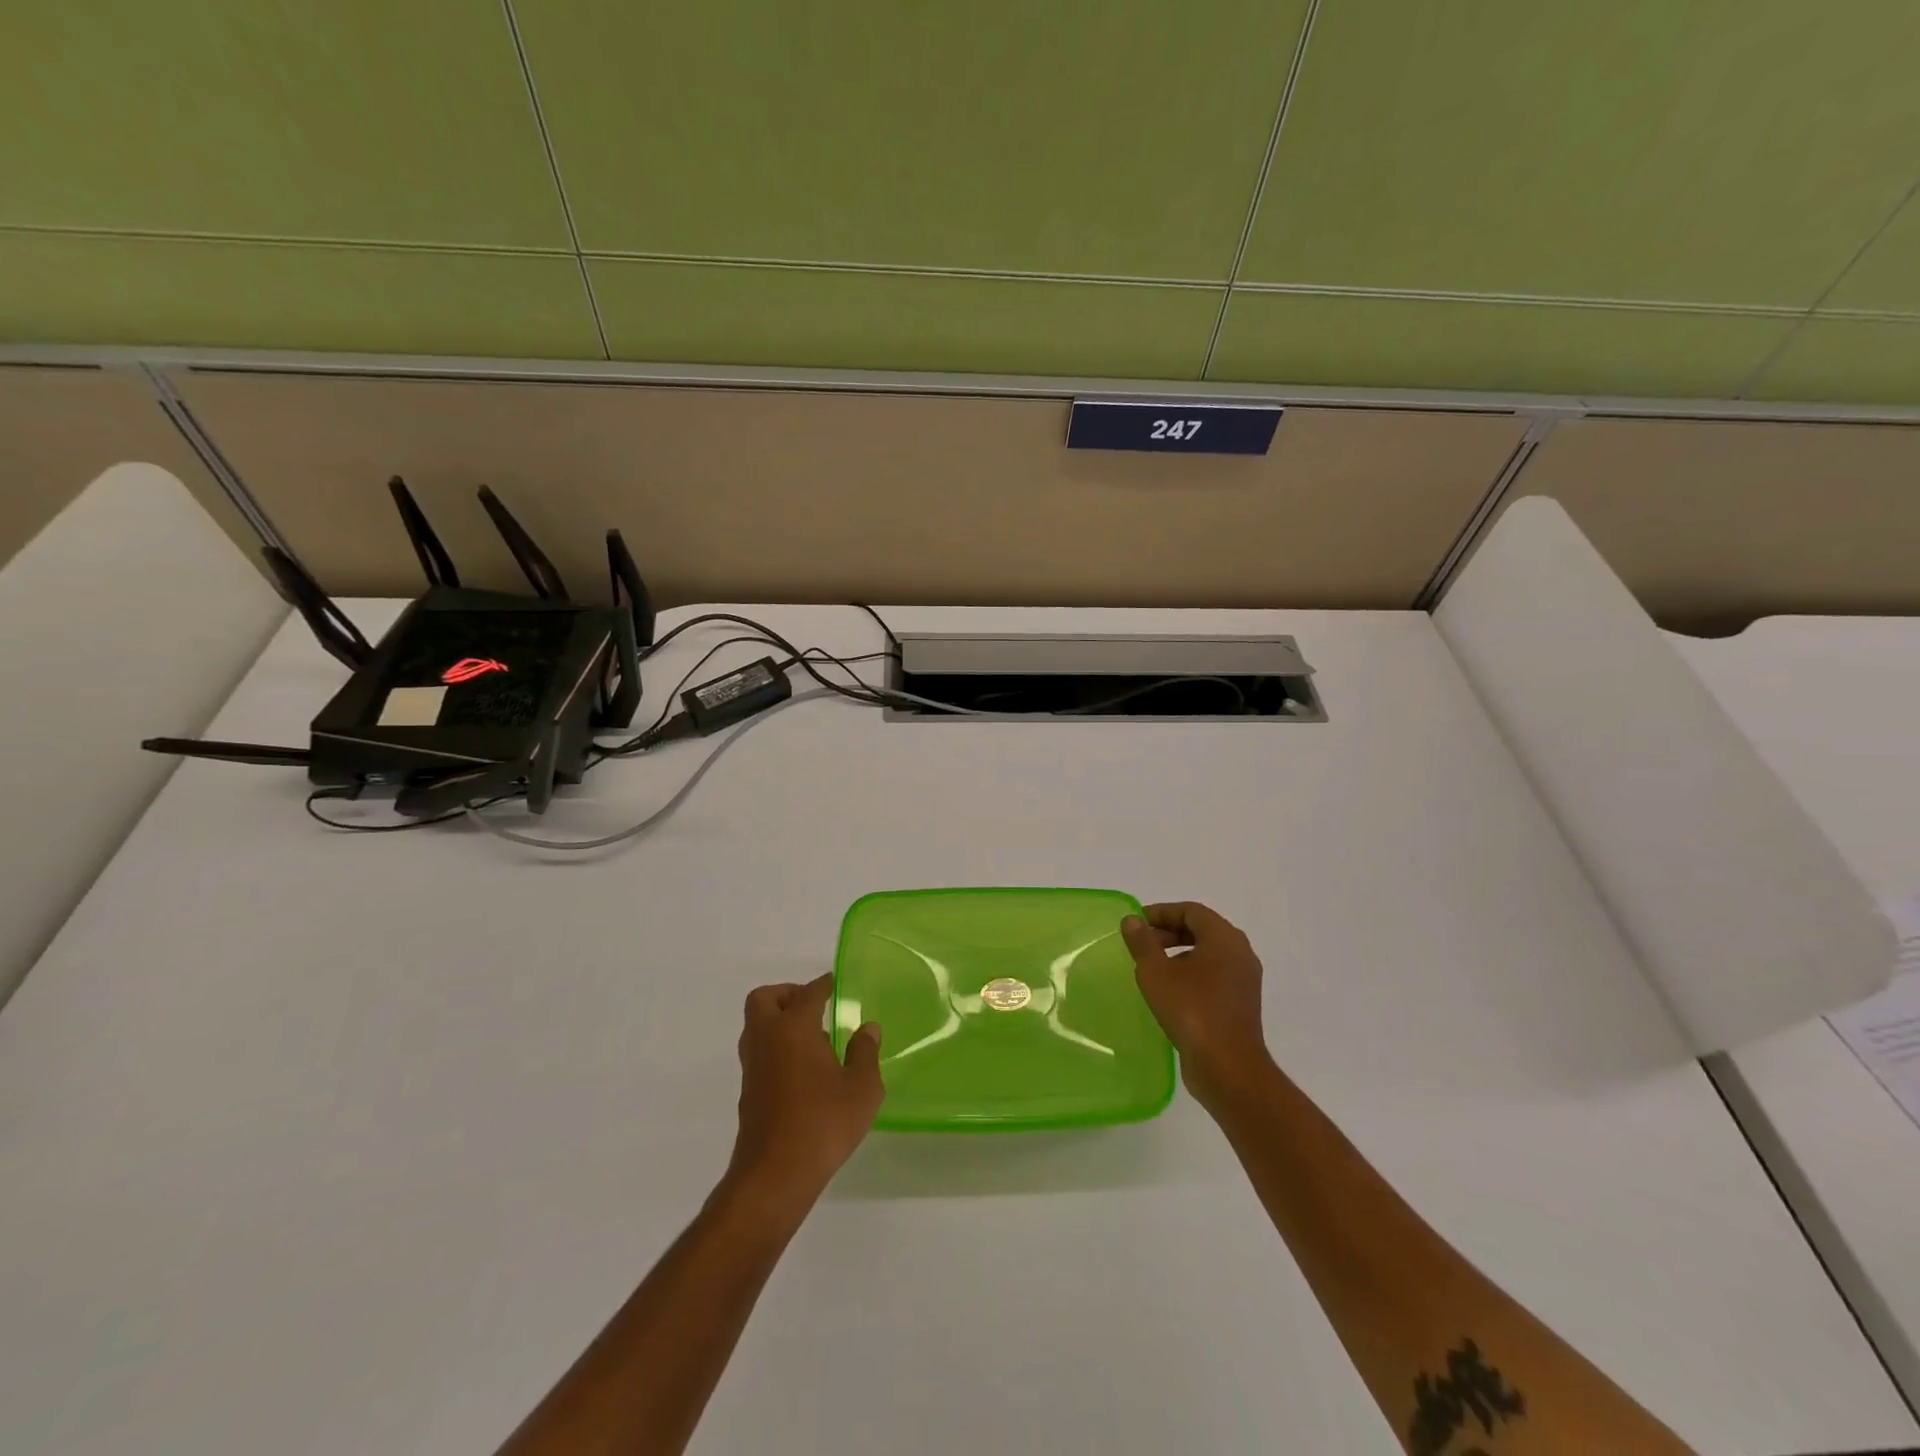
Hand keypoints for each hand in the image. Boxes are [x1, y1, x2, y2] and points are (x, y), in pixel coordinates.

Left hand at [726, 975, 882, 1211]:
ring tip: (815, 1040)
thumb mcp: (861, 1088)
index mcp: (794, 1028)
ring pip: (757, 1027)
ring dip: (779, 1022)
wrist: (775, 1176)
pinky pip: (760, 1052)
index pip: (808, 993)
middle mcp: (767, 1039)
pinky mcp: (748, 1092)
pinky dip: (777, 1048)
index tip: (834, 983)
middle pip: (764, 999)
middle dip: (787, 995)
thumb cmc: (823, 1123)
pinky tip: (804, 1070)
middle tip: (814, 1006)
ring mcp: (753, 1067)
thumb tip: (867, 1029)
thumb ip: (865, 1053)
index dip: (823, 985)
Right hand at [1121, 902, 1273, 1109]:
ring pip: (1208, 954)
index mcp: (1224, 938)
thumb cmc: (1191, 1009)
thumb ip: (1142, 942)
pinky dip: (1191, 973)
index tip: (1136, 924)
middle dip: (1169, 932)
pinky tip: (1169, 991)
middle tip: (1141, 944)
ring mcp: (1244, 980)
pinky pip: (1214, 976)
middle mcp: (1240, 953)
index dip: (1161, 912)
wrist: (1228, 1066)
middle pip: (1202, 929)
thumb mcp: (1156, 972)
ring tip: (1151, 968)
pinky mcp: (1241, 1003)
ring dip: (1179, 954)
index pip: (1191, 911)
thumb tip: (1132, 920)